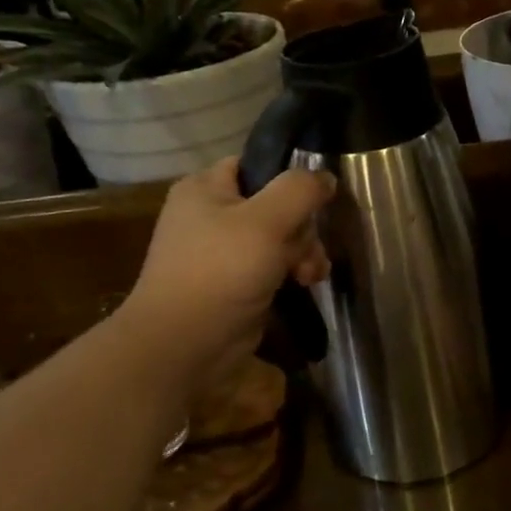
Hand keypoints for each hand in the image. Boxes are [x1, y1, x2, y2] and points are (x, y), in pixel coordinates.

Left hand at [121, 157, 334, 381]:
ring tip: (310, 275)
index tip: (316, 201)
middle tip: (308, 251)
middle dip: (302, 228)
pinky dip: (292, 273)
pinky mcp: (236, 283)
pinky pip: (273, 266)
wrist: (185, 344)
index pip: (257, 165)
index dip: (289, 179)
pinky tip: (304, 285)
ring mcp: (223, 252)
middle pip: (276, 204)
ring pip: (280, 238)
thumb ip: (300, 190)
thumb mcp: (266, 221)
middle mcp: (212, 215)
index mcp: (206, 188)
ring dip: (304, 253)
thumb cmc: (221, 272)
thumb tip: (325, 176)